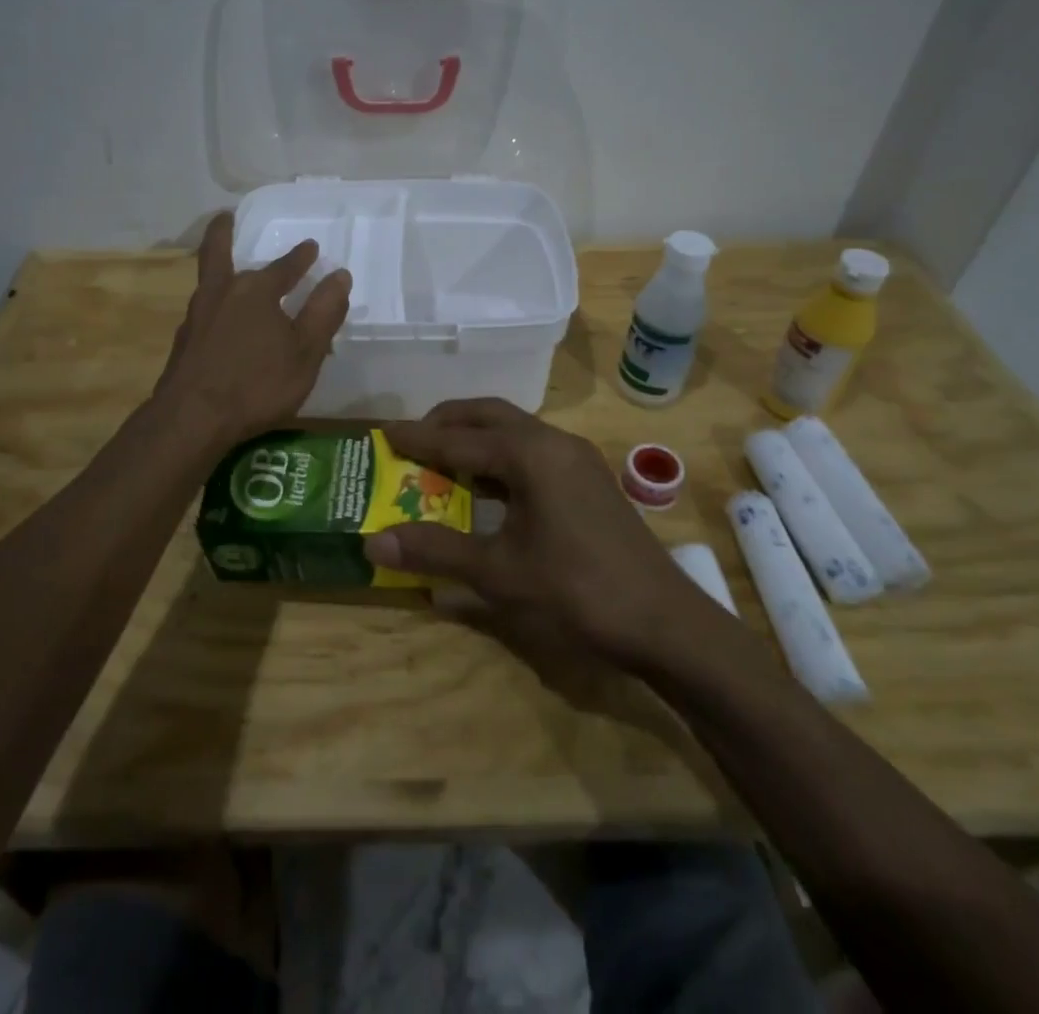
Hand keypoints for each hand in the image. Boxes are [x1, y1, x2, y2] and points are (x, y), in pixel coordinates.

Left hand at [155, 213, 350, 447]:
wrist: (192, 419)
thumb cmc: (257, 384)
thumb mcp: (305, 351)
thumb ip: (323, 313)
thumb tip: (340, 275)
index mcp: (255, 291)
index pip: (283, 267)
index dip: (300, 258)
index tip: (310, 247)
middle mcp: (221, 294)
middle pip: (219, 254)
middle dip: (225, 234)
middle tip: (227, 217)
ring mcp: (197, 317)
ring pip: (208, 281)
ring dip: (218, 267)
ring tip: (228, 268)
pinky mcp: (184, 343)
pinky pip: (204, 311)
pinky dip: (214, 303)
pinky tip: (220, 319)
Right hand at [360, 399, 711, 666]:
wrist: (665, 622)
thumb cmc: (576, 591)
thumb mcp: (498, 573)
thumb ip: (435, 551)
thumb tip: (373, 541)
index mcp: (530, 454)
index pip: (459, 438)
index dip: (418, 438)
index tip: (383, 433)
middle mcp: (554, 442)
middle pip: (490, 415)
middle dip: (449, 422)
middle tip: (413, 439)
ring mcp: (578, 459)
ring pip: (515, 431)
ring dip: (477, 438)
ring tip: (443, 459)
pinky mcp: (590, 480)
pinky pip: (534, 451)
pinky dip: (502, 457)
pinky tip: (489, 487)